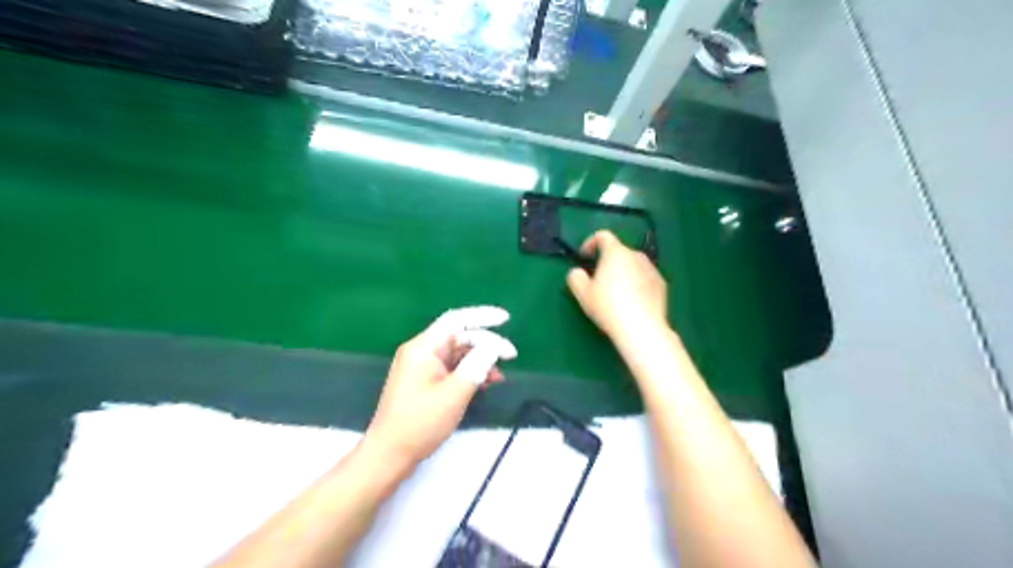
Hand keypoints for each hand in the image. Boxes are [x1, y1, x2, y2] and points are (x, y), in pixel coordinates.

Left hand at [364, 305, 517, 470]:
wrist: (389, 454)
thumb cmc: (421, 423)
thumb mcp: (455, 392)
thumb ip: (477, 364)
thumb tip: (493, 345)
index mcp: (423, 347)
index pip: (456, 320)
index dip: (483, 316)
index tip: (506, 318)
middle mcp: (421, 351)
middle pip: (458, 336)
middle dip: (486, 343)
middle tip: (511, 355)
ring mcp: (421, 366)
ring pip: (457, 353)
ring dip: (479, 359)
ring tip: (499, 374)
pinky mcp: (424, 381)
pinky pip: (451, 367)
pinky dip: (469, 371)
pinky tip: (485, 382)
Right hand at [566, 228, 670, 341]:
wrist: (641, 328)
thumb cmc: (608, 307)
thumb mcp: (583, 294)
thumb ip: (575, 277)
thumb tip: (577, 272)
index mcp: (616, 252)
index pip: (603, 236)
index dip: (590, 243)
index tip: (584, 256)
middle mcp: (636, 255)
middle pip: (618, 251)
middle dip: (607, 261)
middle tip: (598, 279)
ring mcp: (652, 269)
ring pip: (632, 265)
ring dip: (623, 272)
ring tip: (616, 292)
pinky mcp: (662, 284)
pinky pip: (644, 277)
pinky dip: (636, 283)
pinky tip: (631, 301)